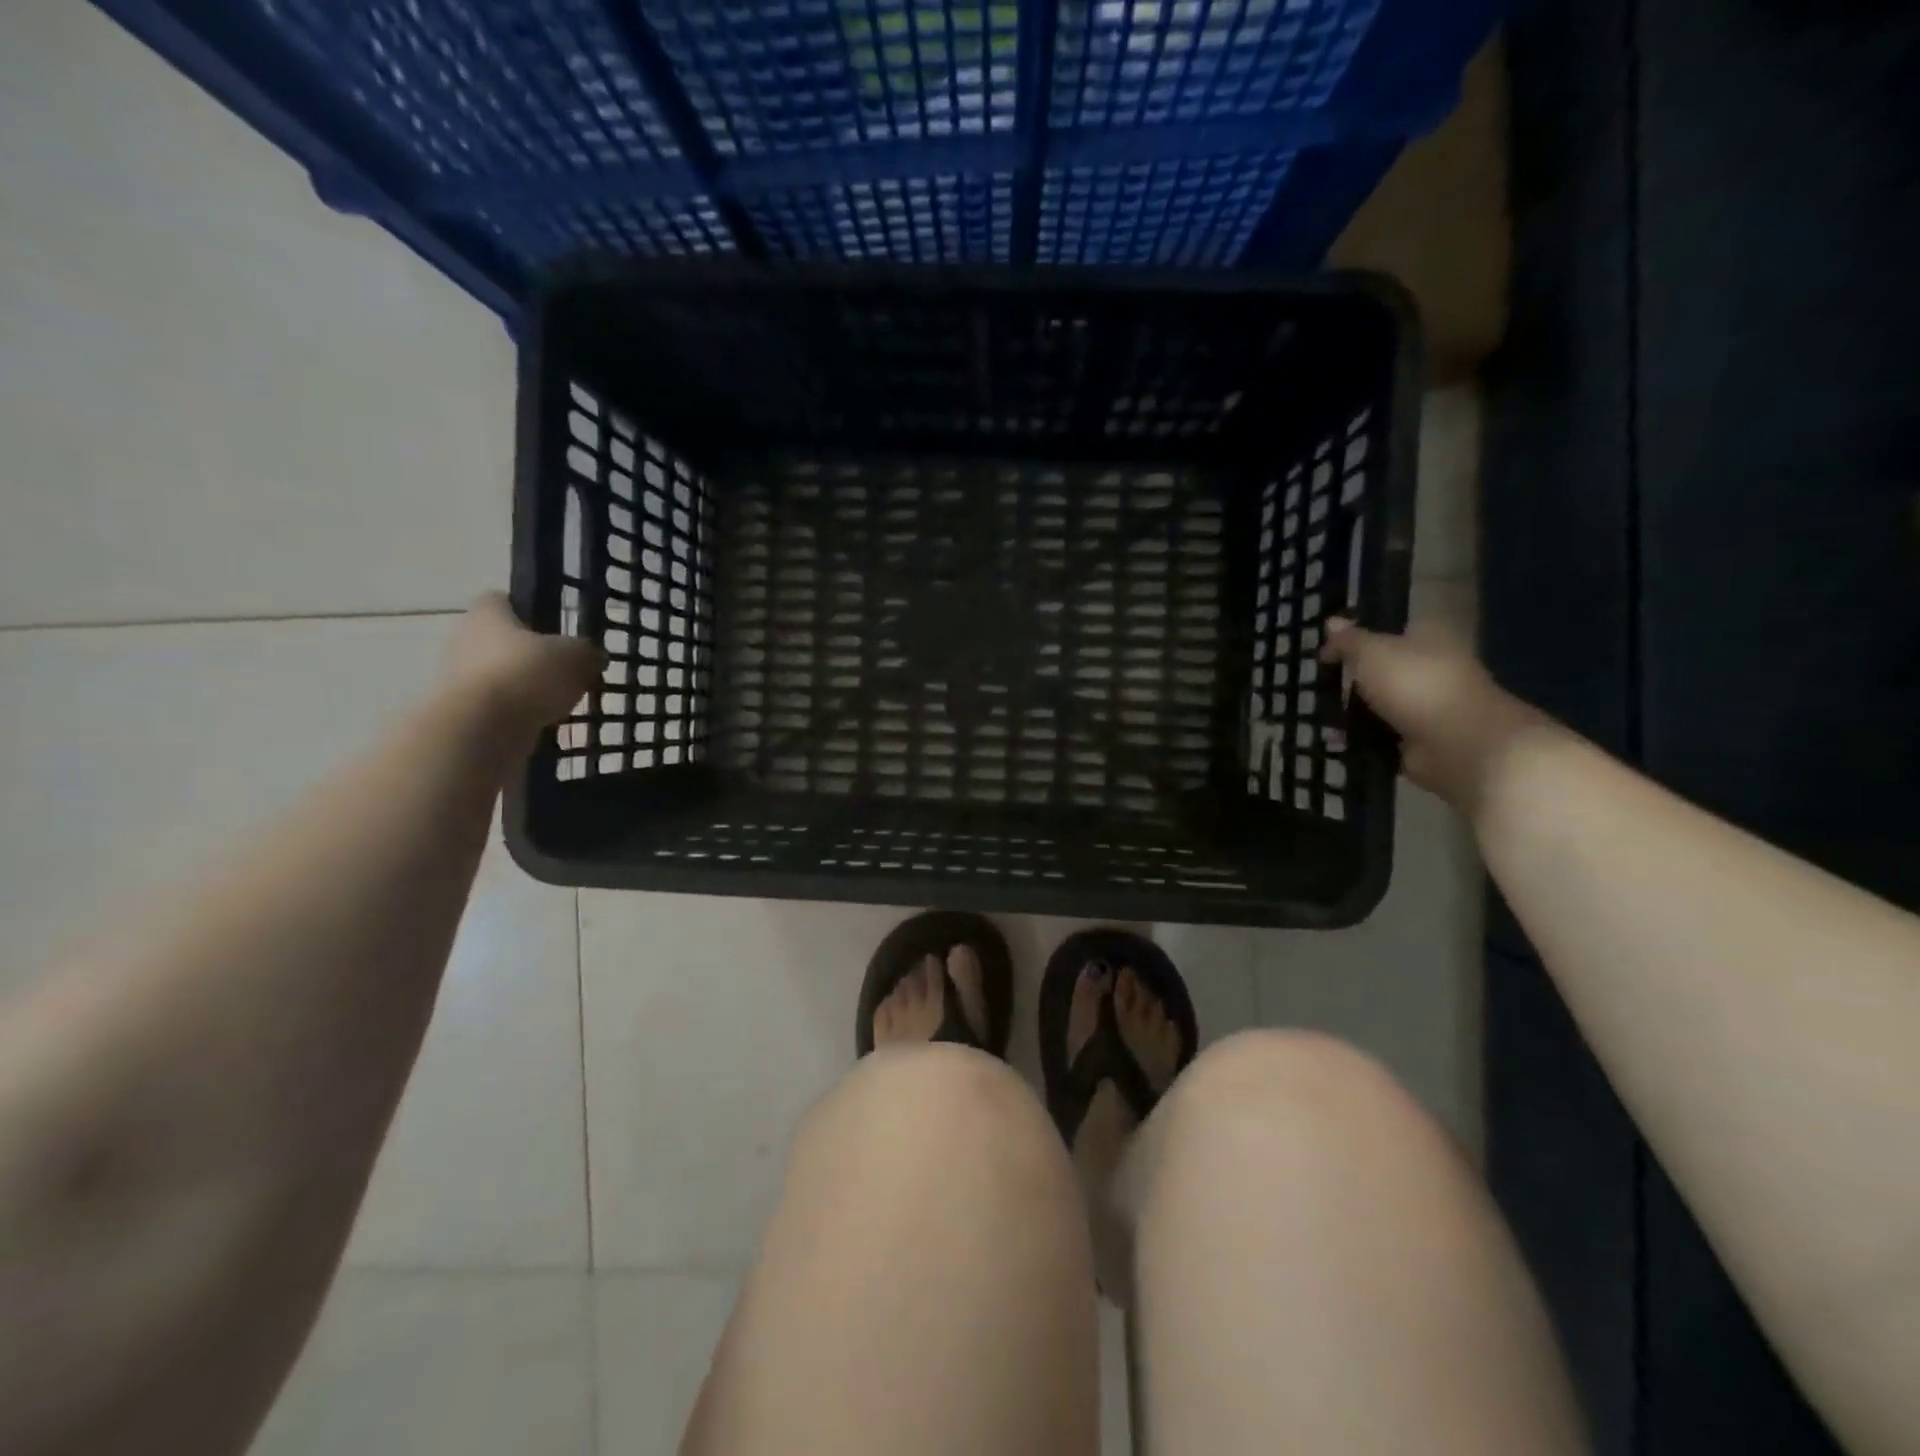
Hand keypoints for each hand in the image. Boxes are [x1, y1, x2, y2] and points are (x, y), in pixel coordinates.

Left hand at [445, 592, 601, 735]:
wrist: (481, 730)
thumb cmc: (528, 675)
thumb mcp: (577, 656)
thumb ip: (588, 652)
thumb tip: (594, 656)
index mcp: (487, 614)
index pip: (502, 600)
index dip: (527, 609)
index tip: (553, 626)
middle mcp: (466, 640)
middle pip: (502, 640)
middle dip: (530, 654)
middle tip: (565, 668)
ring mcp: (460, 678)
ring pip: (501, 675)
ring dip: (526, 686)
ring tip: (560, 701)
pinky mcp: (464, 713)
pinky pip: (499, 707)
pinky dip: (520, 713)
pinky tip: (545, 723)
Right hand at [1320, 618, 1549, 814]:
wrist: (1456, 743)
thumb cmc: (1414, 684)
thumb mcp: (1371, 651)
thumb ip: (1348, 640)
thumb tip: (1331, 622)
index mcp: (1427, 639)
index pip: (1388, 632)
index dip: (1357, 639)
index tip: (1327, 652)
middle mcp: (1429, 670)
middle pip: (1381, 670)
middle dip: (1350, 679)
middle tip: (1318, 685)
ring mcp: (1425, 707)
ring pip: (1378, 704)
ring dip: (1351, 712)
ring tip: (1321, 715)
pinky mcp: (1418, 740)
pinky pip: (1379, 735)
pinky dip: (1360, 739)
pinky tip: (1336, 739)